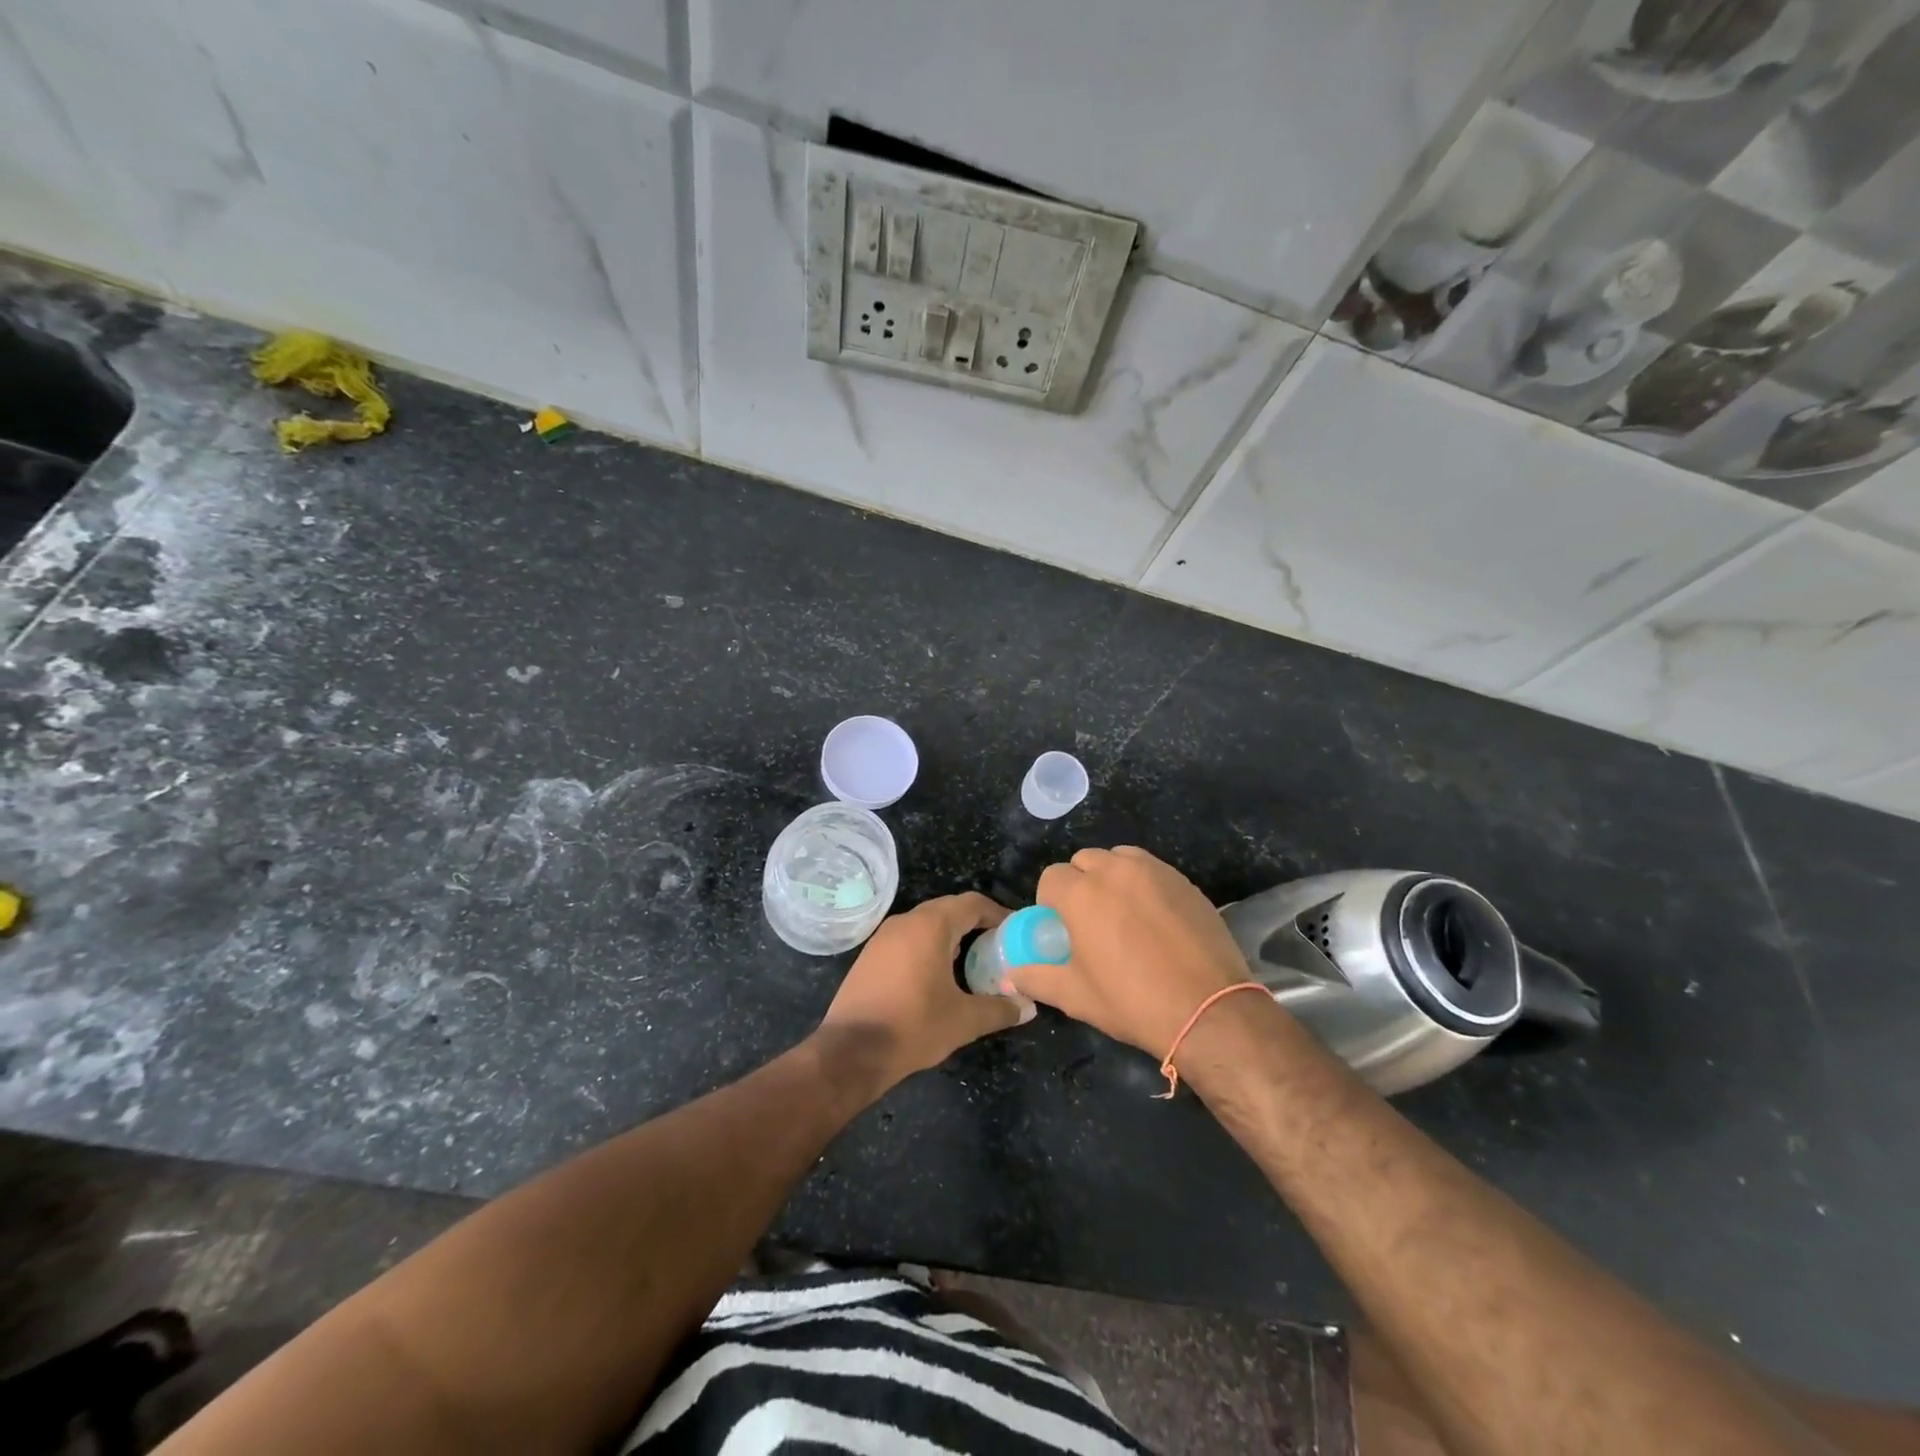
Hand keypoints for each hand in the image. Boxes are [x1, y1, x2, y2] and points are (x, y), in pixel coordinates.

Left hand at [819, 892, 1031, 1090]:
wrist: (851, 1050)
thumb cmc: (913, 1026)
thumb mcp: (964, 1020)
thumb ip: (1000, 1009)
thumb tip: (1029, 1007)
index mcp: (930, 926)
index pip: (972, 903)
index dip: (998, 913)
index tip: (1015, 932)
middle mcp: (906, 921)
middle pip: (949, 909)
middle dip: (975, 924)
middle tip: (998, 947)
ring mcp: (883, 936)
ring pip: (926, 924)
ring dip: (951, 936)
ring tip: (973, 962)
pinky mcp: (870, 955)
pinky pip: (908, 939)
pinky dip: (928, 947)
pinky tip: (938, 976)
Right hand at [1010, 846, 1251, 1058]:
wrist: (1209, 1010)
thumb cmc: (1132, 1002)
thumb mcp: (1075, 996)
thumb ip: (1036, 979)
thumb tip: (1011, 976)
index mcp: (1081, 893)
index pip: (1051, 877)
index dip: (1051, 901)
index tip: (1062, 928)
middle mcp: (1115, 871)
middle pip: (1084, 861)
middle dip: (1080, 883)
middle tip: (1091, 921)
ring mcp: (1154, 871)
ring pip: (1119, 858)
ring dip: (1112, 877)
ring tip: (1123, 913)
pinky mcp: (1184, 881)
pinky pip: (1152, 869)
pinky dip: (1144, 883)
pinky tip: (1155, 918)